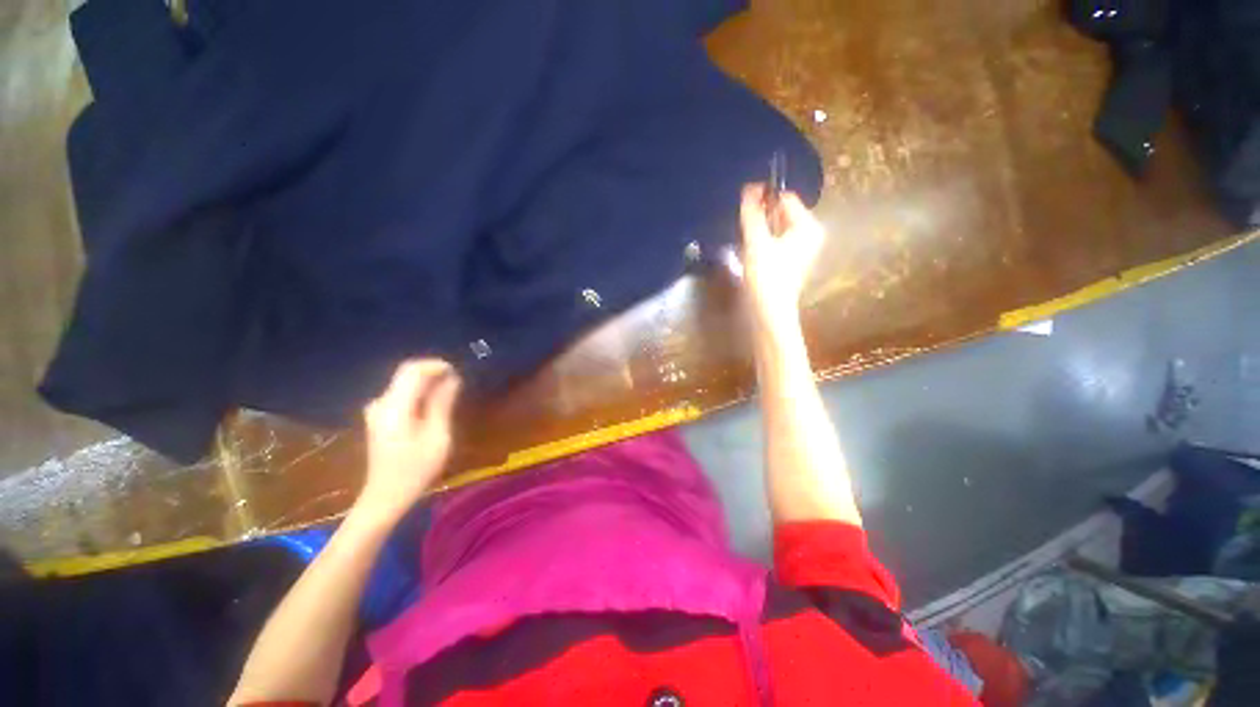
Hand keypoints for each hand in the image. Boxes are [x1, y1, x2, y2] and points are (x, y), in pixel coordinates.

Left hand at [356, 359, 461, 521]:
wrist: (385, 496)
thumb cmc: (416, 469)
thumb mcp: (437, 436)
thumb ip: (442, 403)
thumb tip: (452, 378)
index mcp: (394, 407)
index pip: (413, 370)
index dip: (437, 365)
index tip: (458, 372)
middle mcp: (381, 402)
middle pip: (407, 373)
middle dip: (433, 372)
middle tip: (457, 383)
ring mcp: (377, 410)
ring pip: (404, 382)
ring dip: (427, 382)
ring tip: (450, 394)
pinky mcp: (379, 417)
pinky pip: (401, 393)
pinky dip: (419, 392)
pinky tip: (433, 405)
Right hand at [739, 184, 825, 326]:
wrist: (770, 311)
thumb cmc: (766, 275)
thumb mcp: (756, 241)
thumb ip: (752, 213)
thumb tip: (749, 187)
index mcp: (809, 226)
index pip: (786, 199)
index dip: (764, 197)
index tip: (744, 203)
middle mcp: (811, 234)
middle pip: (782, 213)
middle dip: (762, 215)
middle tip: (744, 226)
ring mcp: (803, 249)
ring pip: (778, 228)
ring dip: (761, 229)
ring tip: (747, 240)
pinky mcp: (793, 261)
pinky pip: (778, 241)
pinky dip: (765, 241)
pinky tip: (753, 252)